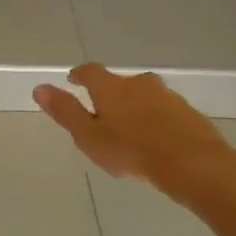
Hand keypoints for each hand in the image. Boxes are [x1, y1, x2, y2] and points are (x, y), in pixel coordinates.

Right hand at [33, 63, 235, 194]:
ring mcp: (168, 97)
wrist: (195, 165)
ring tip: (129, 127)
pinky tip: (155, 138)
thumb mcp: (88, 136)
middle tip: (102, 111)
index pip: (90, 71)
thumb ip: (65, 111)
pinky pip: (165, 110)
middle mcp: (139, 84)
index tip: (73, 80)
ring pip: (145, 95)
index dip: (79, 75)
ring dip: (135, 105)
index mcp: (111, 87)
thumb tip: (39, 87)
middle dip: (110, 93)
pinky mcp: (189, 113)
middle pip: (120, 82)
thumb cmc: (131, 150)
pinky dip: (156, 118)